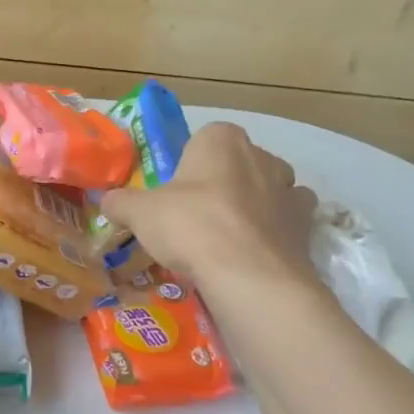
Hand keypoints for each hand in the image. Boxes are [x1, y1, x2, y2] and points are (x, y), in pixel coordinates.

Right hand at [99, 122, 319, 291]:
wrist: (247, 275)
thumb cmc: (190, 226)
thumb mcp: (139, 212)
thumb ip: (120, 202)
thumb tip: (106, 201)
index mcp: (222, 140)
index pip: (204, 138)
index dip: (189, 163)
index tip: (174, 190)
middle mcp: (263, 156)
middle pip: (238, 164)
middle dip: (222, 183)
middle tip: (195, 216)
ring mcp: (290, 191)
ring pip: (268, 191)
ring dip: (253, 206)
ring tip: (226, 238)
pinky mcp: (306, 226)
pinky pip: (286, 224)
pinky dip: (273, 234)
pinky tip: (251, 255)